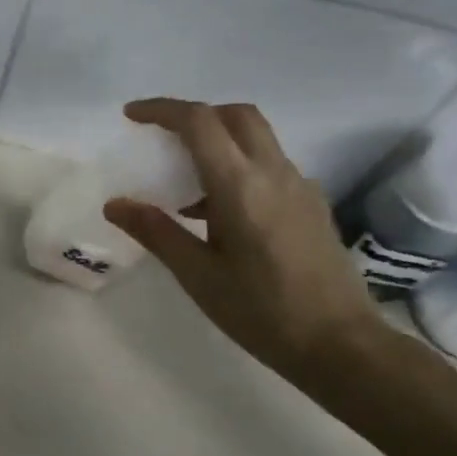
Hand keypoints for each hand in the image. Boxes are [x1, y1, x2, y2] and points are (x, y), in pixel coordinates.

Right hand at [102, 98, 387, 385]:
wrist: (341, 345)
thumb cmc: (261, 311)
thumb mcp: (197, 275)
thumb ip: (156, 231)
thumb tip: (115, 204)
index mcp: (241, 186)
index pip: (199, 122)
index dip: (162, 110)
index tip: (131, 116)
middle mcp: (274, 173)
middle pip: (235, 115)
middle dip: (195, 115)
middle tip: (161, 138)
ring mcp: (300, 186)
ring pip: (256, 137)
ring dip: (218, 140)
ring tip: (185, 181)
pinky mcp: (312, 204)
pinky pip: (269, 164)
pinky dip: (238, 164)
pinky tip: (220, 210)